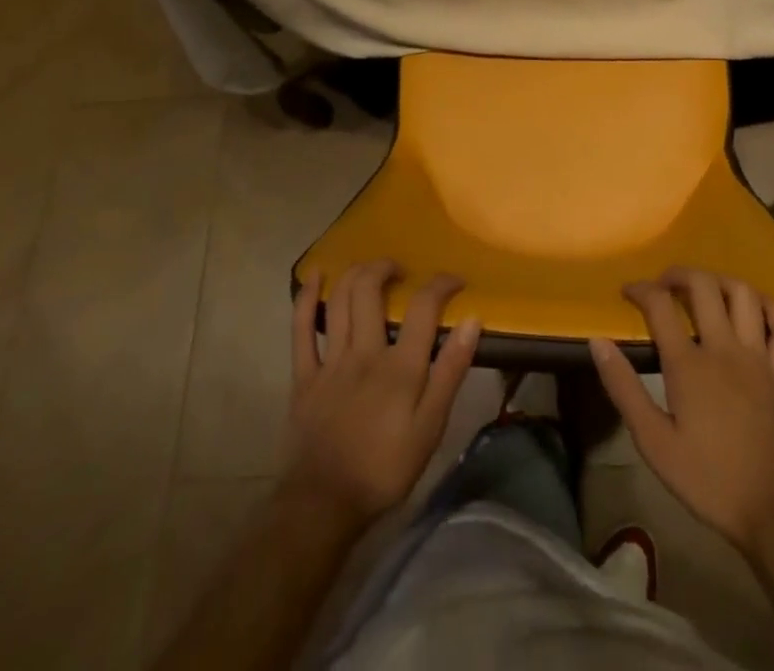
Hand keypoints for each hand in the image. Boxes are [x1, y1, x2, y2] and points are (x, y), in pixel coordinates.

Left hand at [283, 260, 480, 528]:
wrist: (324, 505)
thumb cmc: (385, 469)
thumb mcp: (430, 428)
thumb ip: (450, 371)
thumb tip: (471, 321)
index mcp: (399, 366)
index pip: (424, 307)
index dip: (441, 284)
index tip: (454, 280)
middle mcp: (364, 352)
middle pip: (370, 290)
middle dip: (386, 268)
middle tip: (401, 270)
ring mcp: (330, 361)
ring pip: (339, 300)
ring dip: (354, 273)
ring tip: (369, 268)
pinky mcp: (304, 376)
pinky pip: (301, 329)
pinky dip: (306, 298)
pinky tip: (315, 276)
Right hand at [589, 267, 773, 554]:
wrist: (770, 511)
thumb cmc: (706, 478)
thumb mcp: (653, 442)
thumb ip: (624, 388)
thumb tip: (598, 342)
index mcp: (689, 365)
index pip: (660, 305)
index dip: (640, 290)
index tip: (627, 291)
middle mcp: (724, 348)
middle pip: (704, 286)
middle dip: (679, 274)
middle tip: (663, 285)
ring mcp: (758, 357)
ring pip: (744, 294)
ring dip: (720, 281)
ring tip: (703, 290)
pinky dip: (770, 307)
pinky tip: (753, 309)